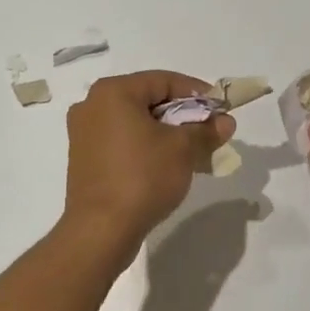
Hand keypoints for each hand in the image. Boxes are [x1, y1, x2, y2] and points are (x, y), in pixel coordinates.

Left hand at [62, 71, 236, 252]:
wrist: (101, 230)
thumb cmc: (143, 177)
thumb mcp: (183, 149)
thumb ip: (206, 130)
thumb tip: (226, 122)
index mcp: (113, 92)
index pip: (164, 80)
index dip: (197, 93)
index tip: (220, 109)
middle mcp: (92, 105)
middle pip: (148, 100)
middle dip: (183, 115)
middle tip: (209, 131)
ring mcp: (84, 133)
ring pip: (135, 122)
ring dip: (166, 132)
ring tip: (193, 151)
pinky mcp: (84, 159)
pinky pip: (122, 141)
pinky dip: (146, 146)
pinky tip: (167, 164)